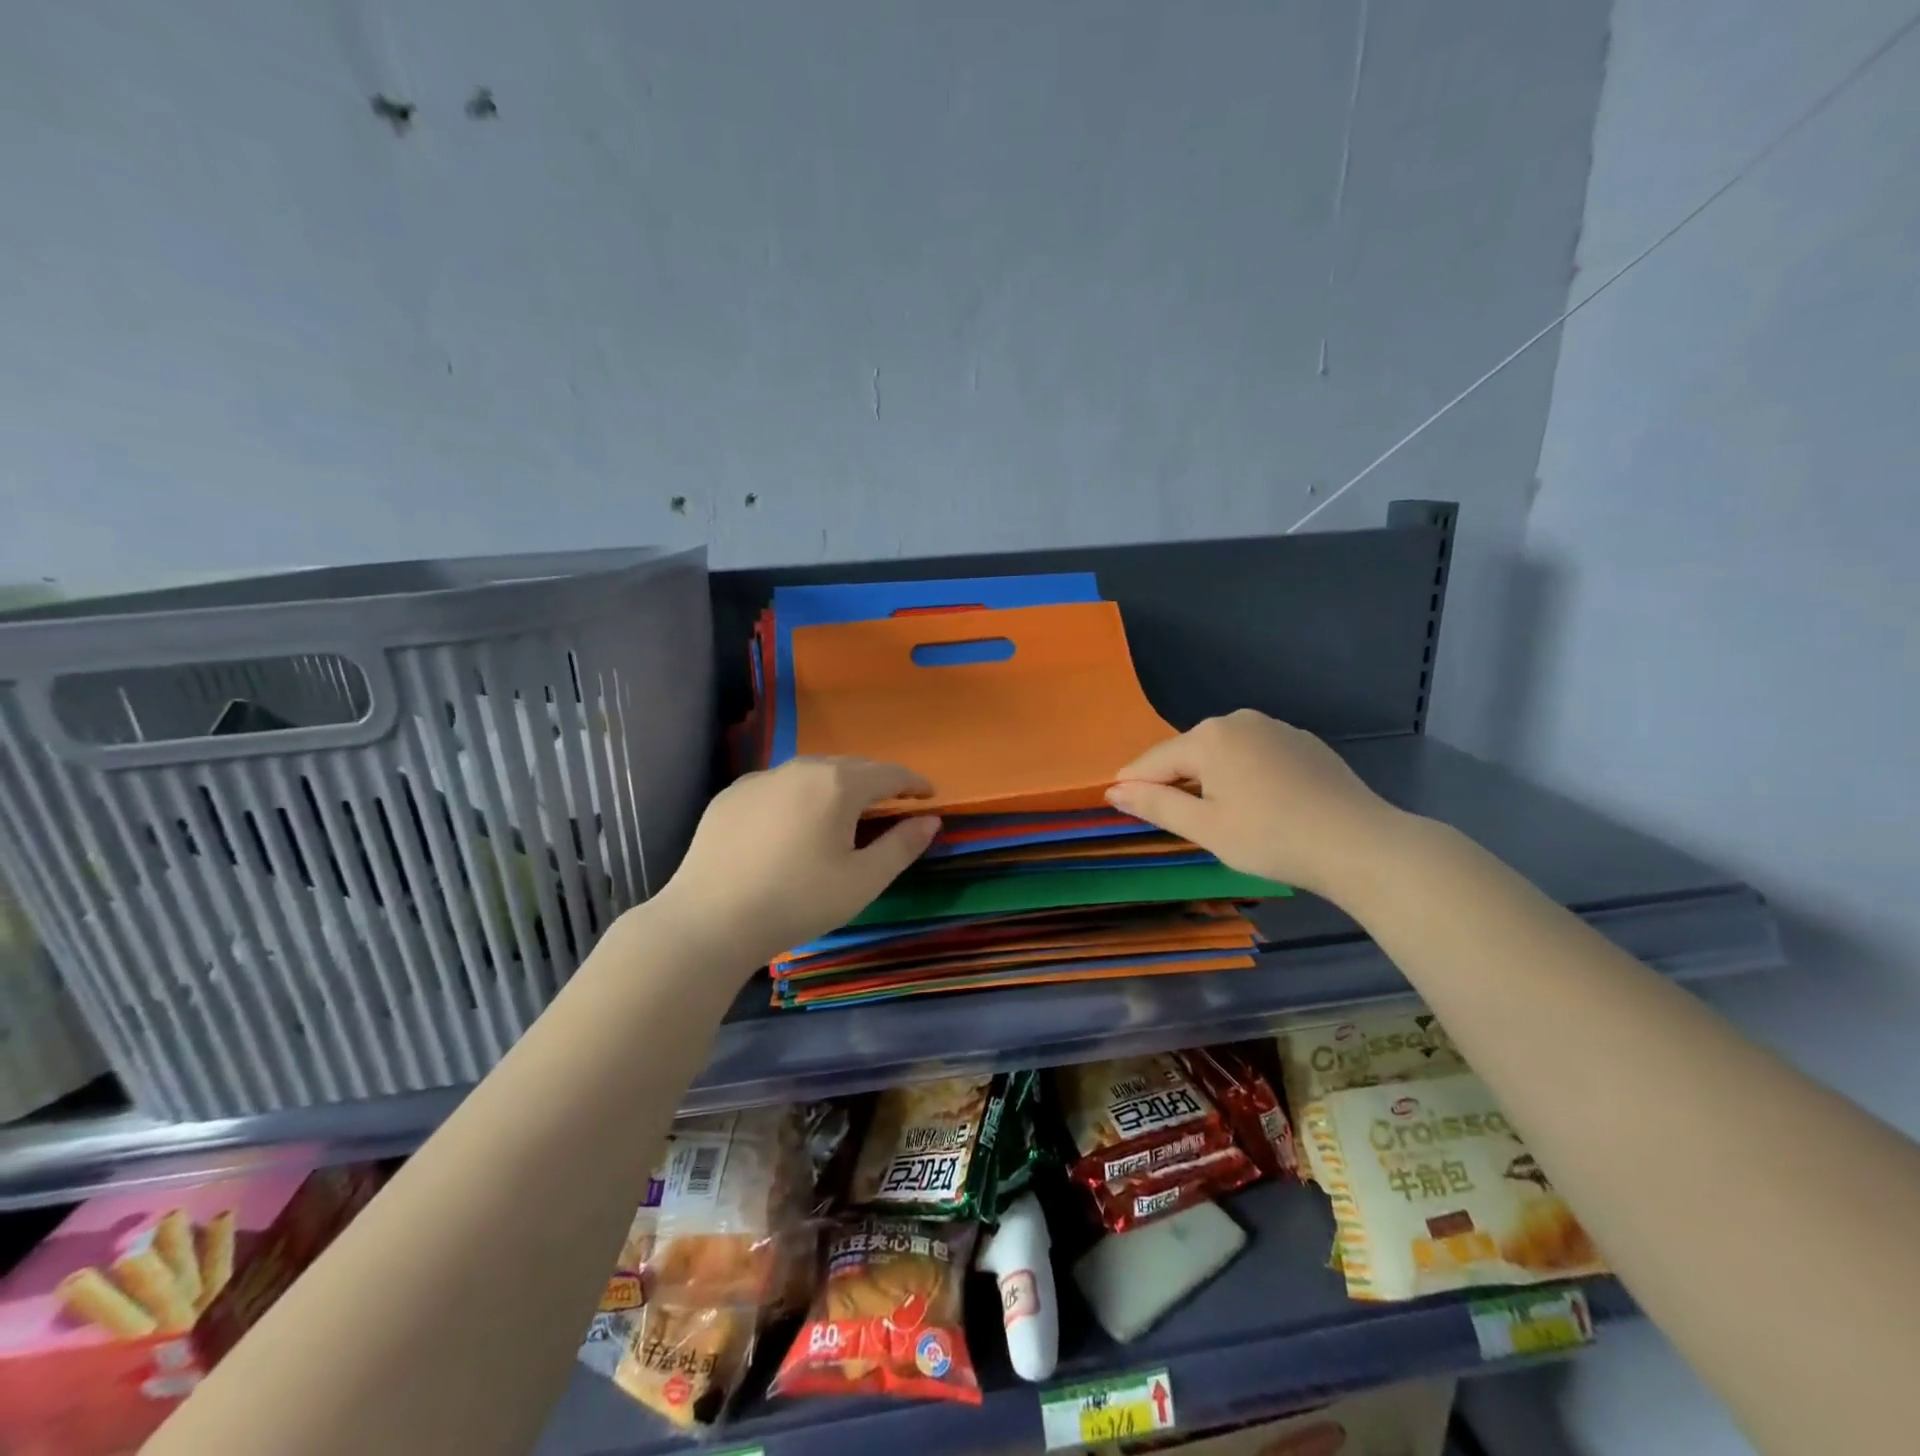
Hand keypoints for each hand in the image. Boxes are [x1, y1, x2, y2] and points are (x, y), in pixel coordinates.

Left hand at [650, 757, 939, 969]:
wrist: (709, 919)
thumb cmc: (797, 902)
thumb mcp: (862, 881)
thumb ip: (902, 846)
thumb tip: (930, 821)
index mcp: (838, 785)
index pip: (888, 773)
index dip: (913, 782)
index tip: (928, 794)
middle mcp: (801, 769)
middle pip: (851, 765)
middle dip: (877, 780)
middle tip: (891, 802)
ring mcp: (761, 778)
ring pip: (812, 771)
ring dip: (837, 784)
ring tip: (844, 809)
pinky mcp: (732, 795)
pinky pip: (778, 785)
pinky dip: (798, 795)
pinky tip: (793, 822)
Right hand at [1105, 710, 1402, 899]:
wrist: (1359, 843)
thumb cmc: (1270, 838)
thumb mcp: (1204, 827)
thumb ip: (1155, 805)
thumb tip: (1114, 790)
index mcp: (1209, 737)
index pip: (1154, 760)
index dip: (1133, 784)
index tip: (1117, 803)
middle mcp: (1238, 720)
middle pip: (1189, 753)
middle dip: (1175, 781)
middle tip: (1176, 820)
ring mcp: (1275, 727)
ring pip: (1223, 753)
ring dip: (1210, 779)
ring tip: (1219, 816)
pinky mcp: (1303, 742)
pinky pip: (1255, 754)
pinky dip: (1244, 775)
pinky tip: (1259, 804)